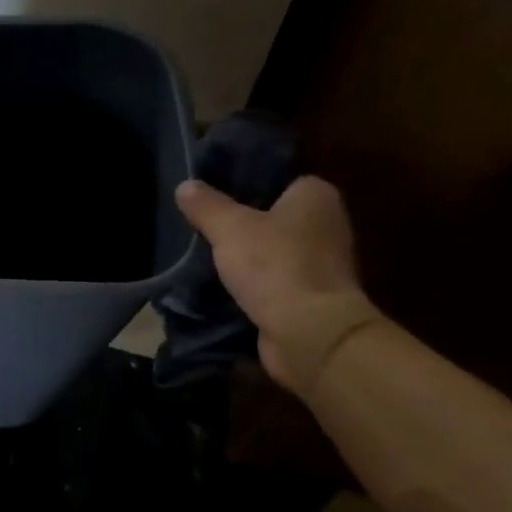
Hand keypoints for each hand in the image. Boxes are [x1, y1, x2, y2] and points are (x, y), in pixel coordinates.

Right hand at [174, 175, 382, 396]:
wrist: (309, 331)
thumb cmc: (274, 265)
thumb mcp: (228, 227)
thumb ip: (206, 205)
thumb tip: (185, 185)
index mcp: (316, 196)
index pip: (277, 180)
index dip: (244, 185)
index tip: (211, 195)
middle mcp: (326, 224)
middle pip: (272, 216)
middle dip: (240, 223)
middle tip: (200, 224)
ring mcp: (321, 262)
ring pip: (271, 250)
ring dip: (244, 256)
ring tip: (203, 255)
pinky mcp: (311, 296)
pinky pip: (272, 279)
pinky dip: (252, 283)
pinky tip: (221, 285)